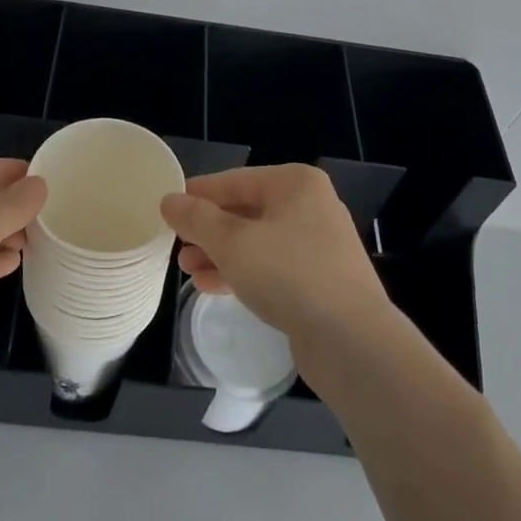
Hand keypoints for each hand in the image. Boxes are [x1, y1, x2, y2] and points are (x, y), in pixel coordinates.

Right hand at [161, 165, 393, 350]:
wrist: (352, 340)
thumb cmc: (289, 274)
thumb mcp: (232, 243)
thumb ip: (196, 219)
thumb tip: (169, 200)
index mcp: (295, 183)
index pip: (234, 180)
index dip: (198, 194)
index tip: (167, 209)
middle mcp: (310, 206)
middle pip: (246, 211)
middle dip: (208, 230)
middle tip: (176, 246)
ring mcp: (318, 245)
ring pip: (257, 242)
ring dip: (220, 254)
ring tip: (187, 270)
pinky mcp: (319, 280)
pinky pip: (271, 267)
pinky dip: (242, 272)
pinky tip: (211, 287)